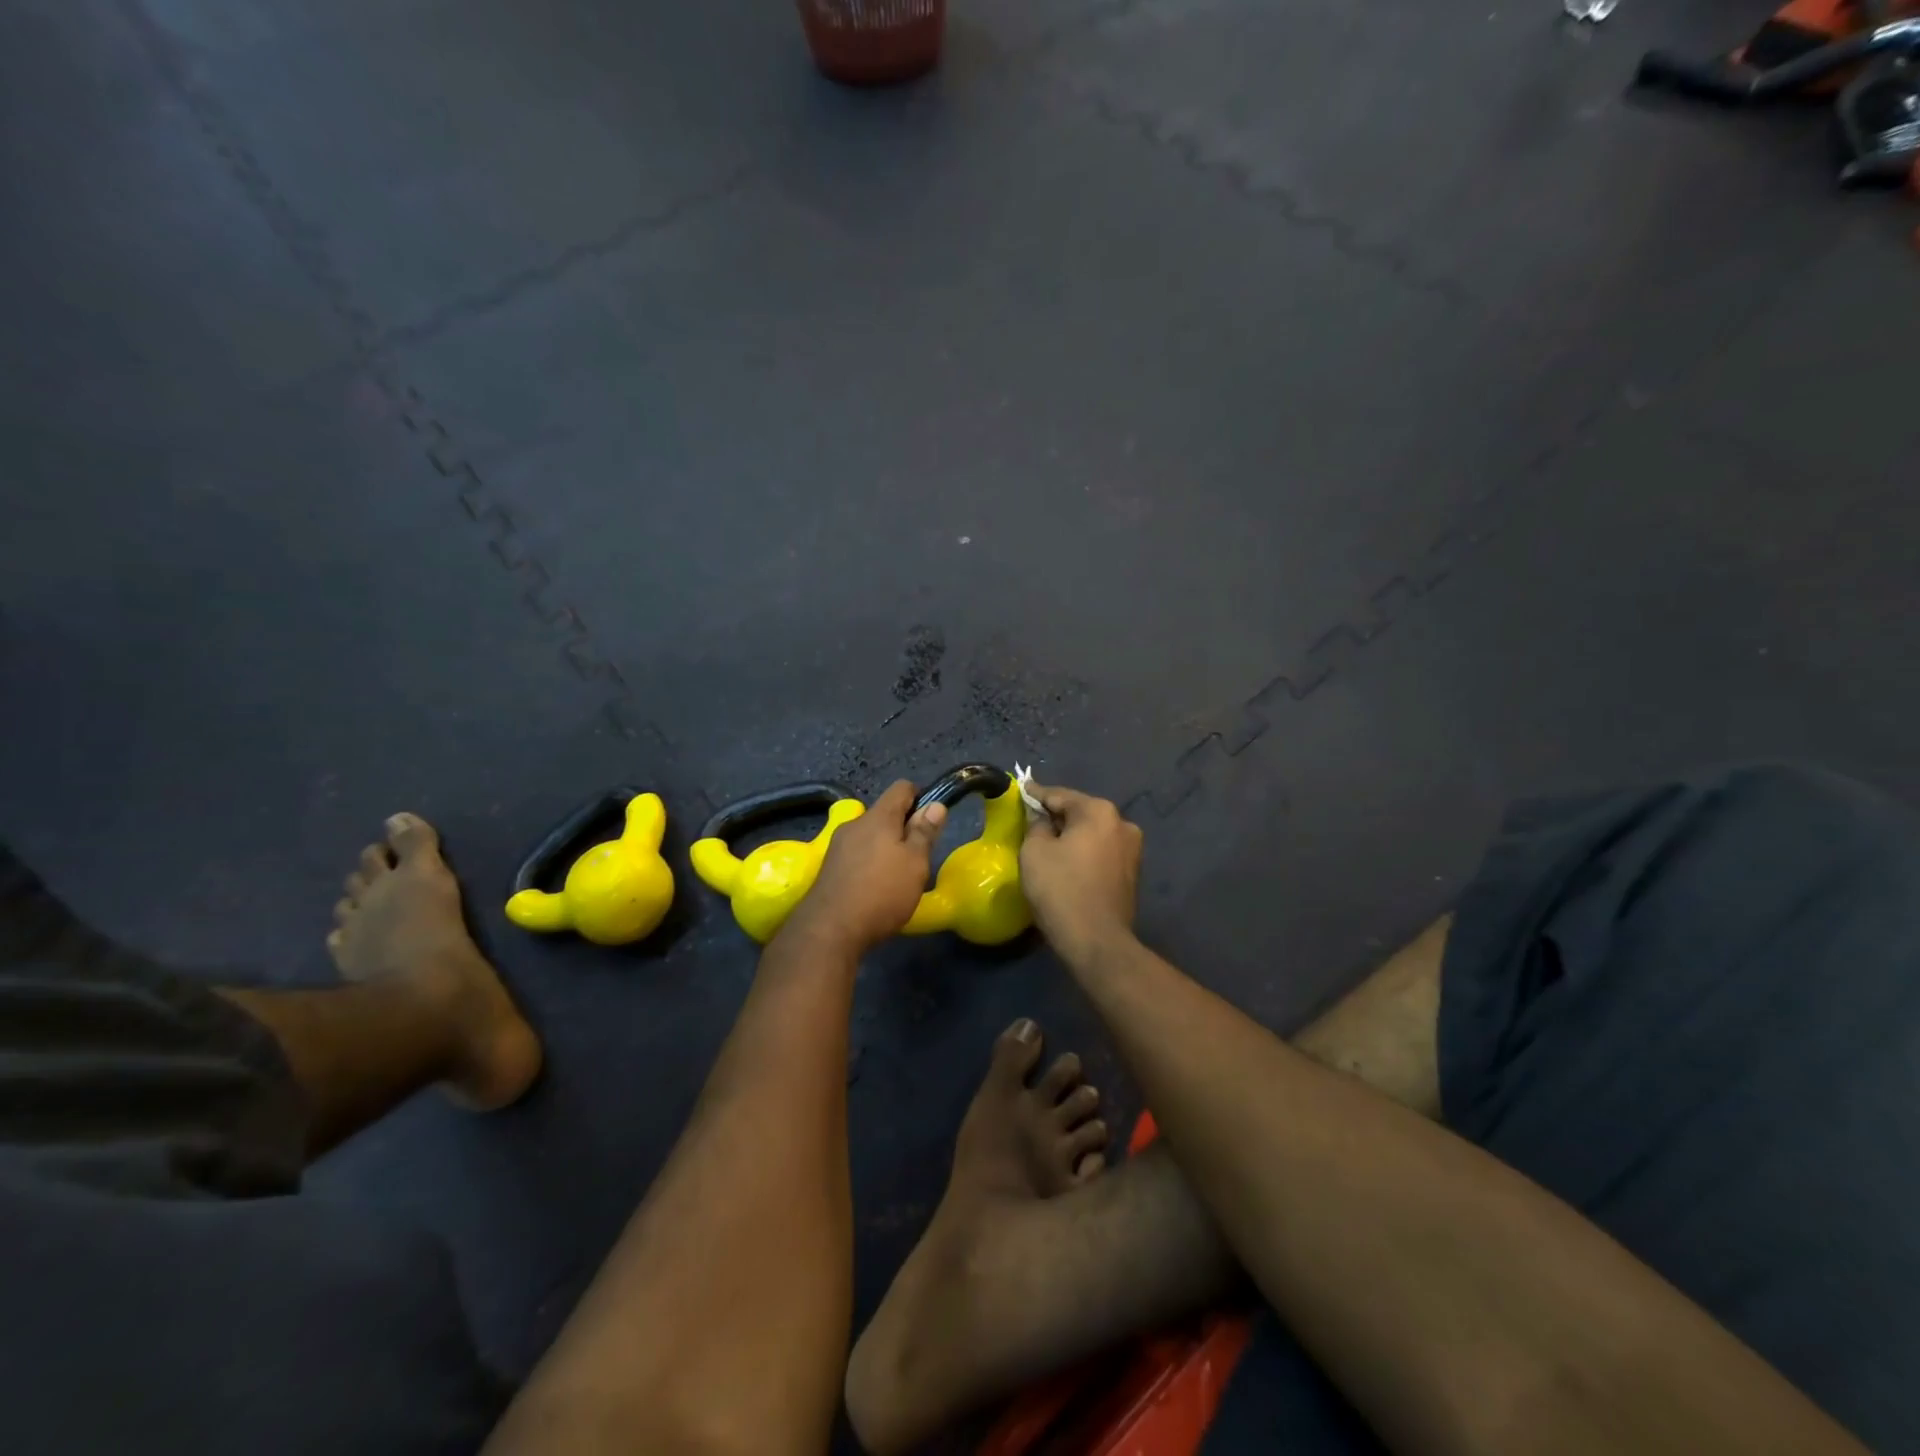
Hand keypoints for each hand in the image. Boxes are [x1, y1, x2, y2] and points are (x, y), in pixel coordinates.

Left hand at [782, 780, 946, 956]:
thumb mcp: (915, 863)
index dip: (920, 797)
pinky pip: (856, 855)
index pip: (901, 788)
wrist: (830, 930)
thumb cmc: (882, 892)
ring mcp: (837, 845)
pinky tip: (875, 889)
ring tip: (897, 877)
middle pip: (884, 814)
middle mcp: (855, 824)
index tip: (930, 821)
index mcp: (878, 817)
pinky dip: (869, 864)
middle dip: (903, 828)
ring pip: (869, 836)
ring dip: (885, 848)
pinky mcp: (829, 868)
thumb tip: (935, 804)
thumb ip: (925, 832)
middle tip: (918, 857)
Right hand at [1019, 783, 1142, 964]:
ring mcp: (1132, 848)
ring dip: (1072, 836)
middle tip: (1030, 822)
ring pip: (1092, 833)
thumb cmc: (1061, 889)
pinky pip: (1101, 852)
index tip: (1021, 789)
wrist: (1096, 941)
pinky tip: (1068, 863)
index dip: (1036, 794)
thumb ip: (1036, 824)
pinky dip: (1084, 852)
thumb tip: (1042, 818)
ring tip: (1048, 845)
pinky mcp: (1132, 872)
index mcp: (1099, 811)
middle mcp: (1122, 822)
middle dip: (1056, 816)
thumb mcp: (1034, 851)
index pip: (1059, 795)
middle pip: (1079, 812)